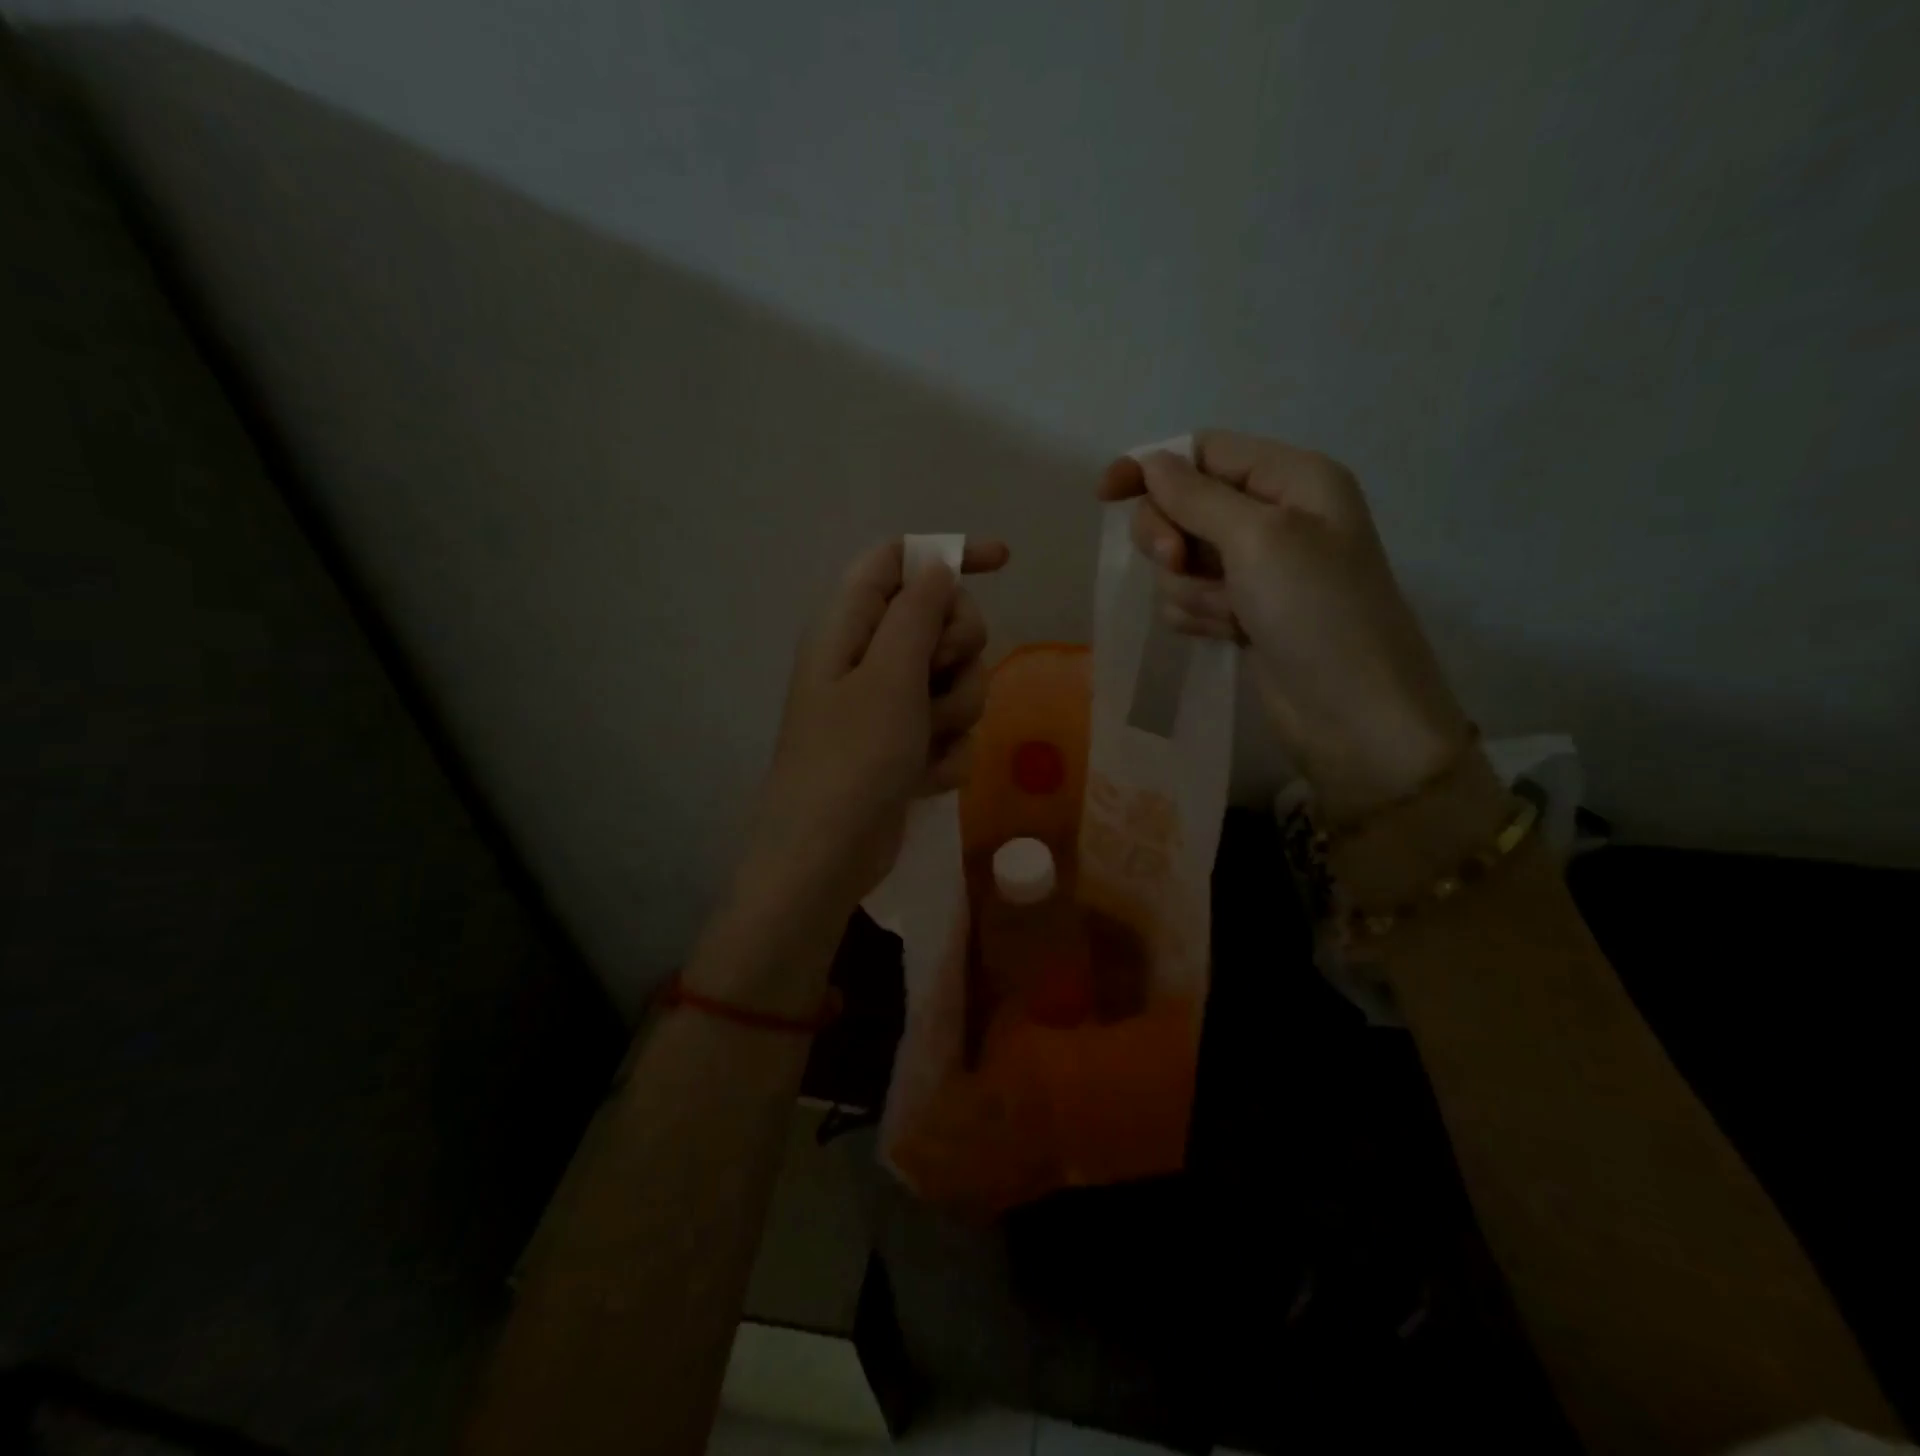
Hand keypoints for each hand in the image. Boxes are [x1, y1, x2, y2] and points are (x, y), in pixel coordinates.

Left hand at [738, 537, 1009, 929]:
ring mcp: (888, 705)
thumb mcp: (889, 675)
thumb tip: (937, 567)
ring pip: (955, 679)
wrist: (828, 856)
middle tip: (938, 679)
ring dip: (955, 711)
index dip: (949, 552)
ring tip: (926, 743)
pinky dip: (946, 752)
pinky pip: (950, 729)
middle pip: (940, 618)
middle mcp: (868, 657)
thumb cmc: (852, 758)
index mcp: (850, 624)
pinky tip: (925, 778)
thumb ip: (917, 612)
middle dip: (958, 650)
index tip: (1003, 562)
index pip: (900, 558)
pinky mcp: (904, 746)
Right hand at [1100, 431, 1468, 823]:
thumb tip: (1151, 462)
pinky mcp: (1244, 612)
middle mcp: (1274, 516)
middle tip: (1175, 562)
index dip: (1152, 468)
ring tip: (1228, 614)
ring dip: (1190, 587)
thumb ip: (1197, 496)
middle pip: (1184, 505)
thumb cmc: (1316, 612)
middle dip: (1170, 536)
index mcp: (1291, 479)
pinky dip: (1200, 615)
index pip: (1204, 452)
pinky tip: (1230, 634)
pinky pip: (1192, 598)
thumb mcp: (1258, 538)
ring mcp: (1258, 570)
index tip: (1105, 495)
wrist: (1353, 714)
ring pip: (1182, 559)